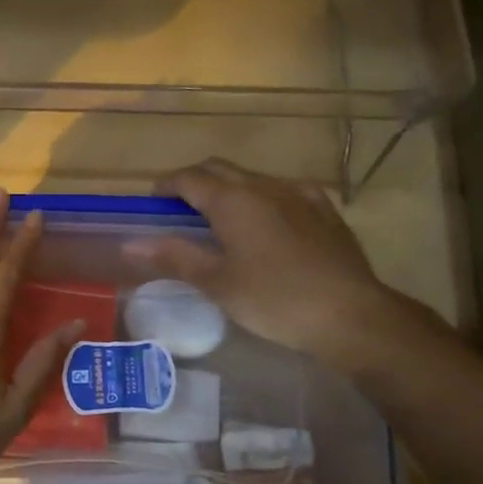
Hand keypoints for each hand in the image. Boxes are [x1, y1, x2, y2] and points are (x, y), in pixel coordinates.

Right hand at [122, 158, 415, 368]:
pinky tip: (267, 222)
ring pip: (252, 178)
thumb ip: (174, 257)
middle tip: (179, 209)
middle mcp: (263, 185)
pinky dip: (262, 197)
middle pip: (219, 169)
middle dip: (194, 181)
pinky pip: (283, 190)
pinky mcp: (324, 208)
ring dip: (228, 188)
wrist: (351, 314)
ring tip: (220, 219)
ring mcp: (298, 193)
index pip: (188, 178)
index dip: (166, 186)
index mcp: (232, 199)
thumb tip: (131, 242)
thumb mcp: (217, 283)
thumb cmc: (274, 299)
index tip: (153, 202)